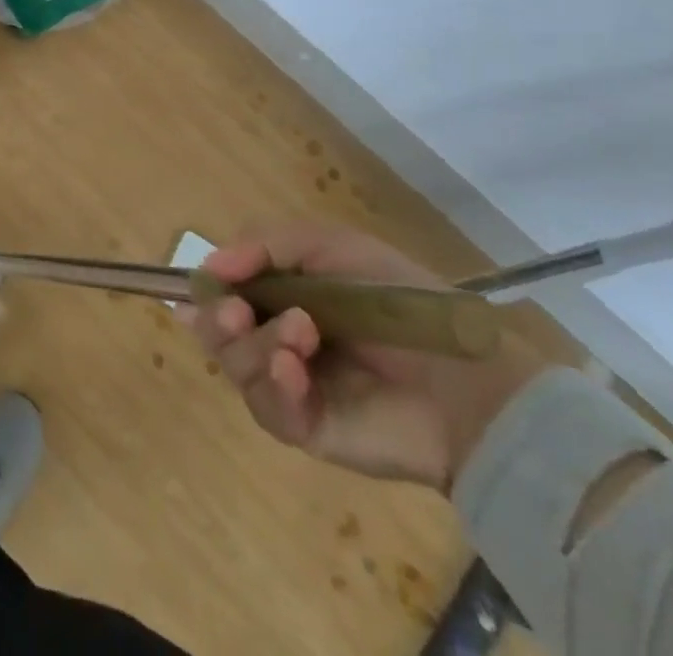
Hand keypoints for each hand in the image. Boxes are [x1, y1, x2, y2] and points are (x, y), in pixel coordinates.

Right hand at [190, 224, 548, 490]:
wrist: (464, 381)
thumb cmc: (398, 301)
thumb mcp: (330, 246)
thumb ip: (264, 244)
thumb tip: (208, 265)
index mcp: (282, 293)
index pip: (223, 289)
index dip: (208, 286)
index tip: (208, 282)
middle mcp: (277, 336)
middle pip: (216, 330)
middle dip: (217, 318)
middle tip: (236, 312)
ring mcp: (290, 385)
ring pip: (235, 365)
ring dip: (255, 345)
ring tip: (301, 336)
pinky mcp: (306, 428)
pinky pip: (267, 408)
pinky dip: (274, 385)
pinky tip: (296, 373)